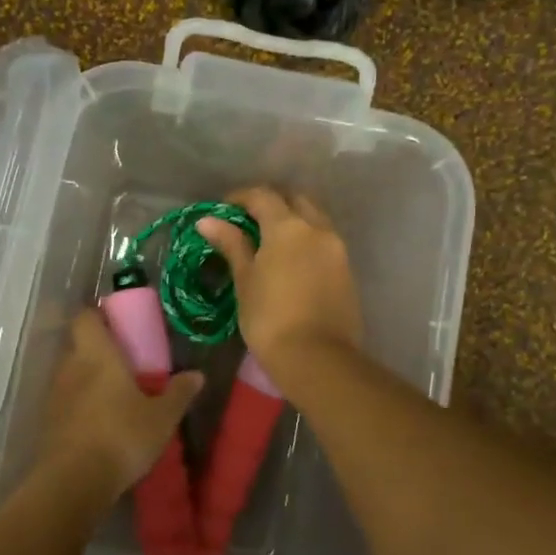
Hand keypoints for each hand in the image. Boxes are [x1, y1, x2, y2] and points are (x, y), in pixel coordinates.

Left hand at [30, 310, 202, 509]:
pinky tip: (98, 422)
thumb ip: (178, 393)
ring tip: (113, 395)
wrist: (73, 481)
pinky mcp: (47, 422)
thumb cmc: (121, 436)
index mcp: (97, 354)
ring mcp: (55, 394)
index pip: (85, 317)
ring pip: (70, 374)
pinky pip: (64, 401)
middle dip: (97, 349)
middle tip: (123, 362)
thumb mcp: (161, 417)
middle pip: (77, 344)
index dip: (98, 315)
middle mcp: (70, 366)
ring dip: (87, 379)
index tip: (116, 323)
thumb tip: (197, 375)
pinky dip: (78, 405)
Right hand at [198, 187, 362, 383]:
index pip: (263, 196)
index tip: (223, 211)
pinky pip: (324, 241)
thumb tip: (208, 221)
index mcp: (288, 227)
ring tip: (269, 243)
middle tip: (248, 222)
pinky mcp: (347, 270)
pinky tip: (290, 261)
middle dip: (271, 204)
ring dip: (292, 221)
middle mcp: (317, 229)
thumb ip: (231, 244)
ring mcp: (337, 249)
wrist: (317, 358)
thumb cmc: (270, 318)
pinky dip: (306, 240)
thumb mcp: (245, 280)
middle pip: (294, 200)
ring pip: (314, 219)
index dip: (240, 198)